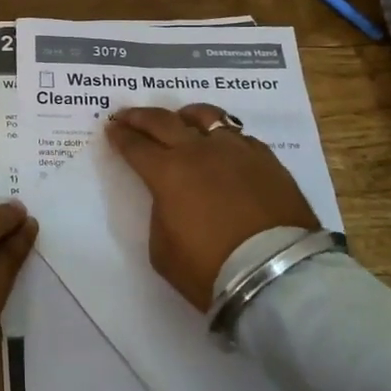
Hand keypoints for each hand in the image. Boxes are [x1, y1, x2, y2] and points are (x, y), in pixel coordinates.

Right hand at [105, 104, 318, 311]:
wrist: (278, 275)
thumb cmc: (211, 269)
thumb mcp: (163, 251)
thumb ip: (160, 214)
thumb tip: (170, 198)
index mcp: (168, 172)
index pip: (136, 146)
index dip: (120, 136)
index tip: (111, 128)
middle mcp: (198, 151)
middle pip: (163, 121)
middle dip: (140, 117)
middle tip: (128, 116)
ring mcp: (235, 150)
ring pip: (205, 116)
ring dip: (184, 116)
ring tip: (179, 120)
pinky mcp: (266, 158)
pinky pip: (237, 135)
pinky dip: (221, 136)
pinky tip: (221, 146)